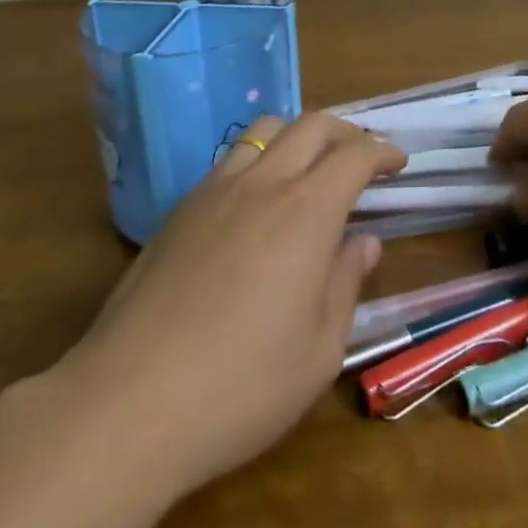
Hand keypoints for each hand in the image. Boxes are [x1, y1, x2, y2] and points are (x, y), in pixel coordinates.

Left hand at [61, 112, 404, 497]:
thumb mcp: (319, 351)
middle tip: (361, 157)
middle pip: (311, 125)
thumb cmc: (242, 386)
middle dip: (346, 132)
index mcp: (306, 212)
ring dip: (298, 136)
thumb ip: (346, 284)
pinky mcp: (179, 210)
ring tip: (310, 169)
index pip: (354, 155)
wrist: (129, 402)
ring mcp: (214, 191)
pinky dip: (259, 160)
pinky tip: (257, 202)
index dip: (382, 151)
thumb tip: (364, 242)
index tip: (397, 162)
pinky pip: (230, 160)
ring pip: (265, 131)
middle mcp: (263, 184)